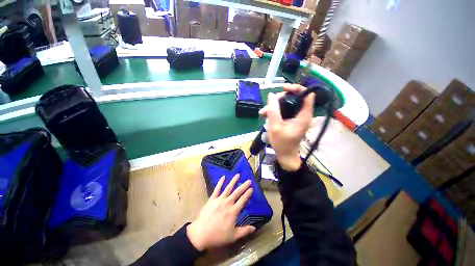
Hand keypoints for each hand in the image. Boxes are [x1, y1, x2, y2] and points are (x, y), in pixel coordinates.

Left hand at [187, 174, 255, 250]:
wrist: (200, 234)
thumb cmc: (218, 236)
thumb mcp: (233, 236)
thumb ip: (245, 231)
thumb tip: (255, 228)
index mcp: (233, 211)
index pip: (243, 200)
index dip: (248, 194)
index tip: (252, 188)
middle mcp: (228, 203)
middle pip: (237, 192)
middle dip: (244, 186)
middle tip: (248, 180)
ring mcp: (219, 199)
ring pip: (228, 188)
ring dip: (233, 181)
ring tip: (238, 175)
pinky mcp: (212, 199)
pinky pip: (217, 189)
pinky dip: (220, 182)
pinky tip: (223, 177)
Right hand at [259, 84, 314, 170]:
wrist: (285, 155)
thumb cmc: (281, 143)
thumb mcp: (275, 126)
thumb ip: (273, 110)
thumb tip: (271, 95)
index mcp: (303, 116)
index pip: (307, 95)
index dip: (296, 88)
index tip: (283, 89)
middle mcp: (303, 115)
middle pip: (295, 98)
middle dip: (280, 99)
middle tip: (269, 105)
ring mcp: (297, 118)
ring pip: (288, 104)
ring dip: (275, 106)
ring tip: (263, 113)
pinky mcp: (292, 120)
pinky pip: (285, 111)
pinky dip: (276, 112)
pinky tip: (266, 116)